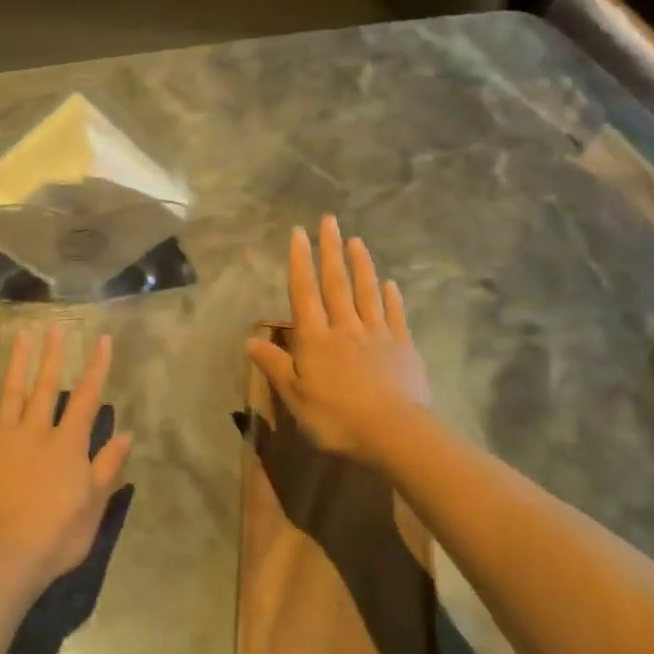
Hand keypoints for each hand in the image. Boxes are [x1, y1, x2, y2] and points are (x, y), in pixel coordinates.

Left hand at [0, 328, 132, 594]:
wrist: (3, 558)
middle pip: (46, 387)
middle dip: (53, 356)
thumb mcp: (93, 506)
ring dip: (17, 363)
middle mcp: (35, 431)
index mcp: (67, 444)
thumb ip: (107, 467)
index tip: (102, 340)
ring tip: (22, 336)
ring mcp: (1, 439)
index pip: (86, 398)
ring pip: (11, 393)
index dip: (96, 367)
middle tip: (56, 328)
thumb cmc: (56, 536)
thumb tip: (125, 434)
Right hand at [247, 215, 433, 469]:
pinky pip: (395, 316)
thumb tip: (250, 340)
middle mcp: (345, 327)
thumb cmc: (337, 418)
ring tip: (356, 240)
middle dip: (330, 250)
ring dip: (360, 265)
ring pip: (366, 292)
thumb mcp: (295, 397)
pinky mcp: (403, 347)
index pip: (304, 292)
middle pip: (336, 283)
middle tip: (328, 220)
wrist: (395, 433)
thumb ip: (275, 366)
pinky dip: (392, 298)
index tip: (299, 233)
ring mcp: (377, 334)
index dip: (300, 262)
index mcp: (316, 338)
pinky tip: (390, 284)